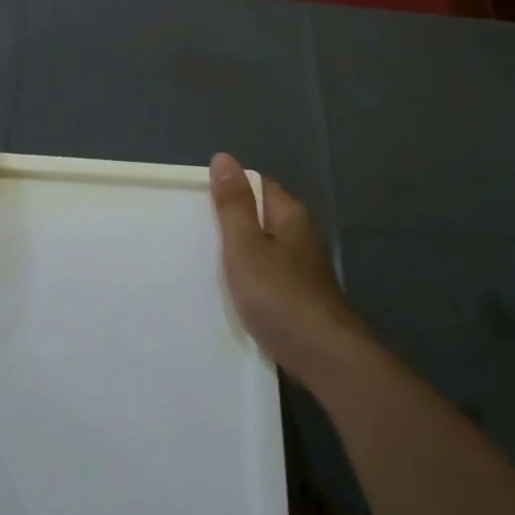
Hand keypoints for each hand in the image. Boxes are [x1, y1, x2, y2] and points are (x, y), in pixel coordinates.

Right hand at [209, 153, 366, 388]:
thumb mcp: (246, 245)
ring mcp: (301, 268)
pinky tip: (230, 293)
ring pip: (262, 248)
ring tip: (202, 263)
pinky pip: (266, 275)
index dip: (229, 188)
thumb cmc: (279, 295)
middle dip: (229, 223)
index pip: (257, 185)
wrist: (322, 356)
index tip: (197, 202)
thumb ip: (233, 204)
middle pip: (259, 216)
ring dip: (238, 254)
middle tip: (192, 233)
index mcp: (289, 215)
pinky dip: (248, 279)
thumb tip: (223, 158)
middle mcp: (299, 235)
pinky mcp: (298, 295)